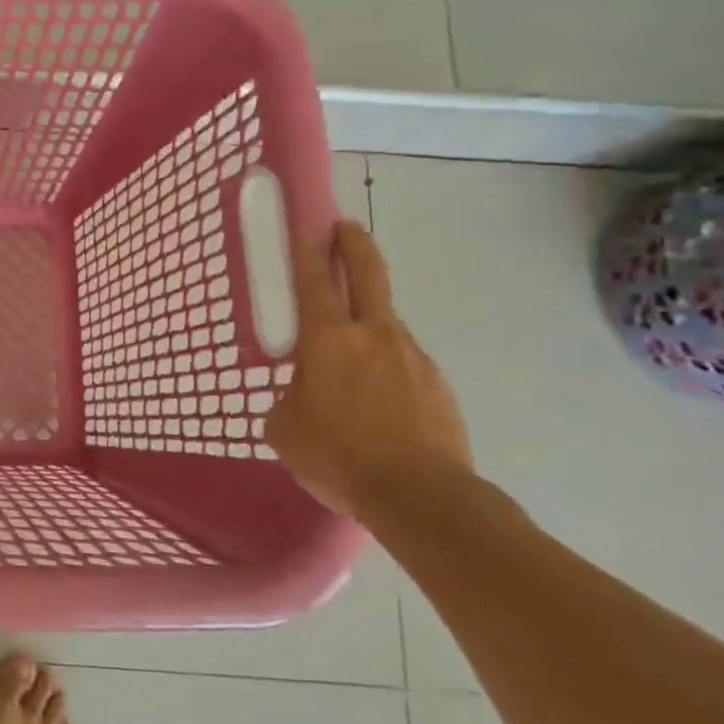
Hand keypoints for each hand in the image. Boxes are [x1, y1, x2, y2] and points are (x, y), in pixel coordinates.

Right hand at [266, 220, 473, 518]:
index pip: (316, 280)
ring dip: (368, 323)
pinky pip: (404, 364)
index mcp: (328, 339)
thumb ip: (289, 397)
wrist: (422, 498)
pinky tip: (379, 404)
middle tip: (346, 229)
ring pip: (386, 324)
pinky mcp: (438, 385)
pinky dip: (388, 369)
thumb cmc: (338, 456)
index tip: (309, 225)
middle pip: (369, 273)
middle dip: (356, 244)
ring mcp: (413, 357)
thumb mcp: (285, 428)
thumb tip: (301, 393)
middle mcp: (374, 335)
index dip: (310, 250)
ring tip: (351, 363)